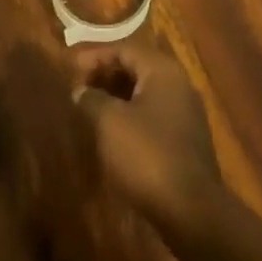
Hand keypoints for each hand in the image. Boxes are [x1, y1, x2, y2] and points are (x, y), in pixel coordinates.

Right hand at [74, 43, 221, 230]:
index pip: (124, 49)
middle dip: (105, 76)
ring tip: (90, 111)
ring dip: (116, 98)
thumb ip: (90, 99)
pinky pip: (153, 117)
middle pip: (136, 68)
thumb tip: (81, 91)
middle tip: (78, 89)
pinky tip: (113, 136)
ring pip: (145, 94)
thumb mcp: (108, 122)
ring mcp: (186, 114)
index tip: (69, 69)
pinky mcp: (186, 142)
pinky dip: (130, 118)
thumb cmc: (147, 155)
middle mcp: (178, 85)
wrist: (191, 211)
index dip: (94, 56)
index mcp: (162, 71)